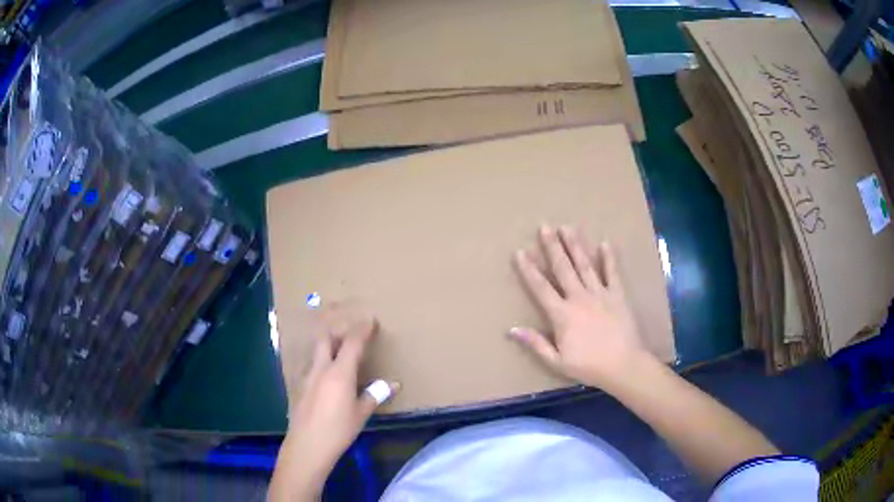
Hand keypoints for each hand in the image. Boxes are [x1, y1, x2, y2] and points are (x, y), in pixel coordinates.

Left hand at [273, 302, 397, 498]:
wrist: (307, 445)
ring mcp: (308, 376)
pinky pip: (312, 364)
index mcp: (340, 373)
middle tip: (350, 328)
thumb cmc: (338, 430)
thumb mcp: (361, 413)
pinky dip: (321, 359)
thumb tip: (394, 384)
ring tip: (339, 346)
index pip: (352, 343)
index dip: (362, 329)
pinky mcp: (300, 385)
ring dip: (327, 342)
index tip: (370, 320)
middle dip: (338, 328)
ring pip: (316, 350)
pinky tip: (326, 372)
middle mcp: (321, 369)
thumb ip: (375, 395)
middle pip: (326, 337)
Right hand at [510, 225, 652, 392]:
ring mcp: (600, 294)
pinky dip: (609, 259)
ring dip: (576, 246)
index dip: (529, 270)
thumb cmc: (588, 366)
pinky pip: (613, 274)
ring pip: (585, 265)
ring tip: (567, 227)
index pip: (541, 288)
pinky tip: (605, 244)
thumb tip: (511, 329)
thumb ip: (535, 343)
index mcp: (562, 314)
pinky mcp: (618, 296)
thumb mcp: (556, 361)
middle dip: (552, 247)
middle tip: (545, 227)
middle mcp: (579, 298)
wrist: (623, 366)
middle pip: (563, 268)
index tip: (520, 252)